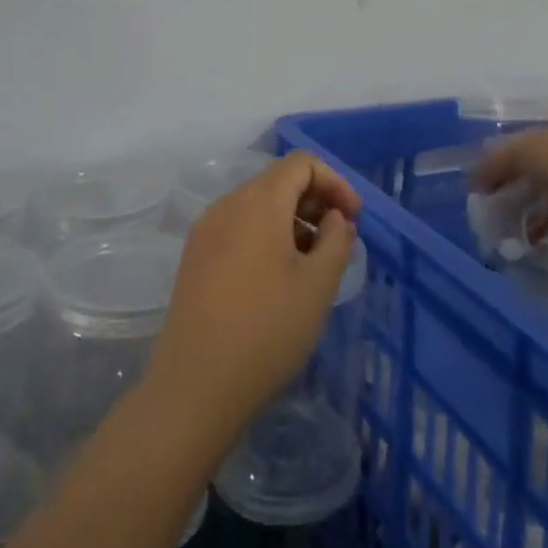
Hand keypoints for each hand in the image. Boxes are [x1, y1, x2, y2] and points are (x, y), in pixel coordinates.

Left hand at [146, 153, 362, 449]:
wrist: (196, 384)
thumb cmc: (267, 329)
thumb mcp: (318, 284)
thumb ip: (336, 240)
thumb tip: (334, 218)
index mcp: (258, 202)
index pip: (301, 163)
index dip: (334, 182)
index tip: (353, 218)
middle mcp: (226, 205)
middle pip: (277, 181)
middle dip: (314, 201)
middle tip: (339, 240)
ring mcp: (205, 231)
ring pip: (256, 206)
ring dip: (291, 220)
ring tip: (313, 262)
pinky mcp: (194, 258)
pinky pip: (237, 228)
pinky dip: (266, 236)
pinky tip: (279, 276)